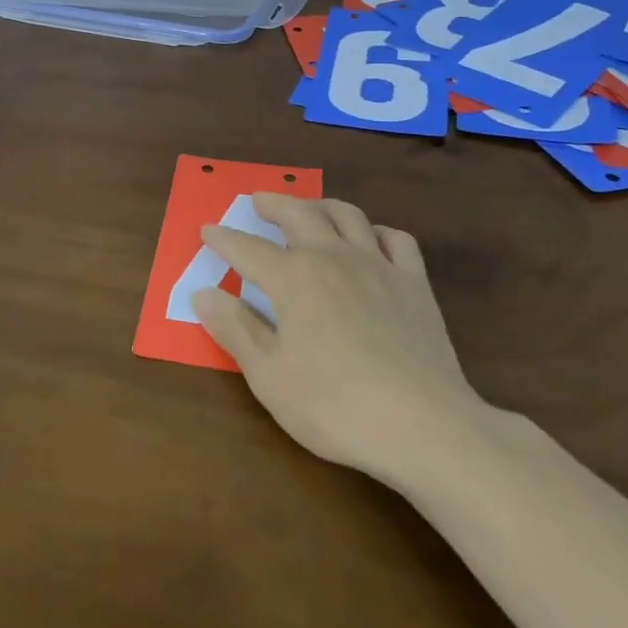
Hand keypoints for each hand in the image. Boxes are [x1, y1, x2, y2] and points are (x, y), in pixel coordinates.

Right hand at [193, 194, 490, 471]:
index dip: (224, 239)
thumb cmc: (334, 406)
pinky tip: (371, 241)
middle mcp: (333, 259)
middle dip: (274, 204)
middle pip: (299, 215)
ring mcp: (379, 268)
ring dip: (322, 206)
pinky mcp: (416, 286)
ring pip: (348, 216)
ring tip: (310, 208)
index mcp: (293, 279)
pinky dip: (377, 232)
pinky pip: (397, 240)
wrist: (424, 426)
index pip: (248, 249)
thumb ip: (235, 329)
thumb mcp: (269, 376)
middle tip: (258, 201)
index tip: (208, 230)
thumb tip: (203, 293)